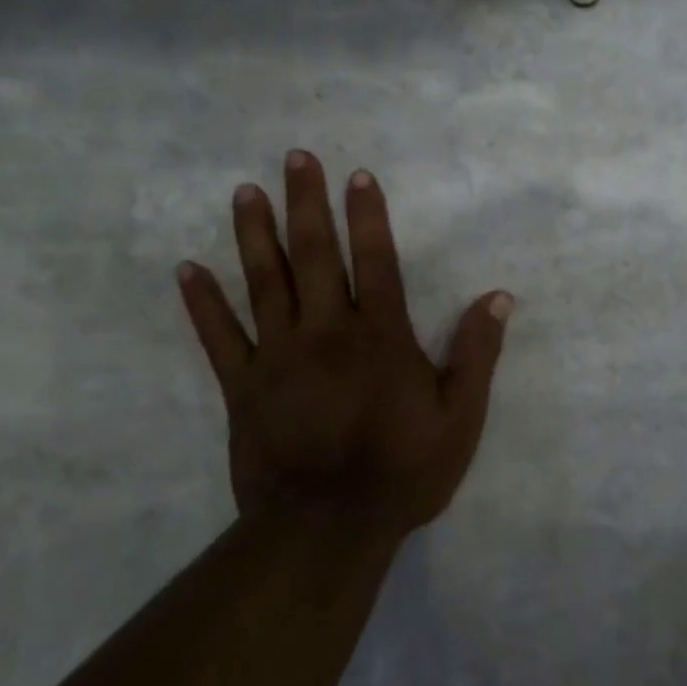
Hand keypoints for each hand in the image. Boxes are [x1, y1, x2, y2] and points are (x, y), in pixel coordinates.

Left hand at [176, 152, 512, 542]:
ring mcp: (279, 357)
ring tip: (246, 192)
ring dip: (255, 235)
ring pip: (265, 283)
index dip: (367, 217)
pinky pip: (219, 337)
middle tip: (295, 158)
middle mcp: (327, 333)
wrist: (329, 527)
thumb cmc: (404, 471)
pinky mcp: (244, 387)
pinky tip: (188, 269)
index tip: (356, 176)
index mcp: (381, 337)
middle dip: (307, 204)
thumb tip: (498, 297)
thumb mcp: (461, 417)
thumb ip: (477, 354)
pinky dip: (203, 303)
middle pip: (315, 257)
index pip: (376, 262)